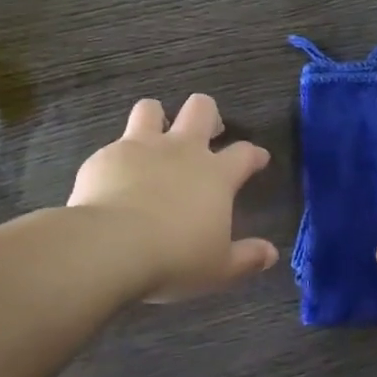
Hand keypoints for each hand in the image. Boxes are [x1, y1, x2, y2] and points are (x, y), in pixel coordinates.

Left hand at [68, 93, 278, 301]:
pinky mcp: (106, 156)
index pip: (244, 153)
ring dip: (156, 117)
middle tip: (208, 131)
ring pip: (151, 109)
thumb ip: (246, 258)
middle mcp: (182, 150)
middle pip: (201, 109)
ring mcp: (142, 148)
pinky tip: (114, 175)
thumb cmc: (174, 257)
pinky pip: (114, 144)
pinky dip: (118, 156)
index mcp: (216, 175)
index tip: (258, 159)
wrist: (110, 246)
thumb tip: (270, 254)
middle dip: (208, 114)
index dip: (253, 154)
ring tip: (154, 135)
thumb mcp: (218, 268)